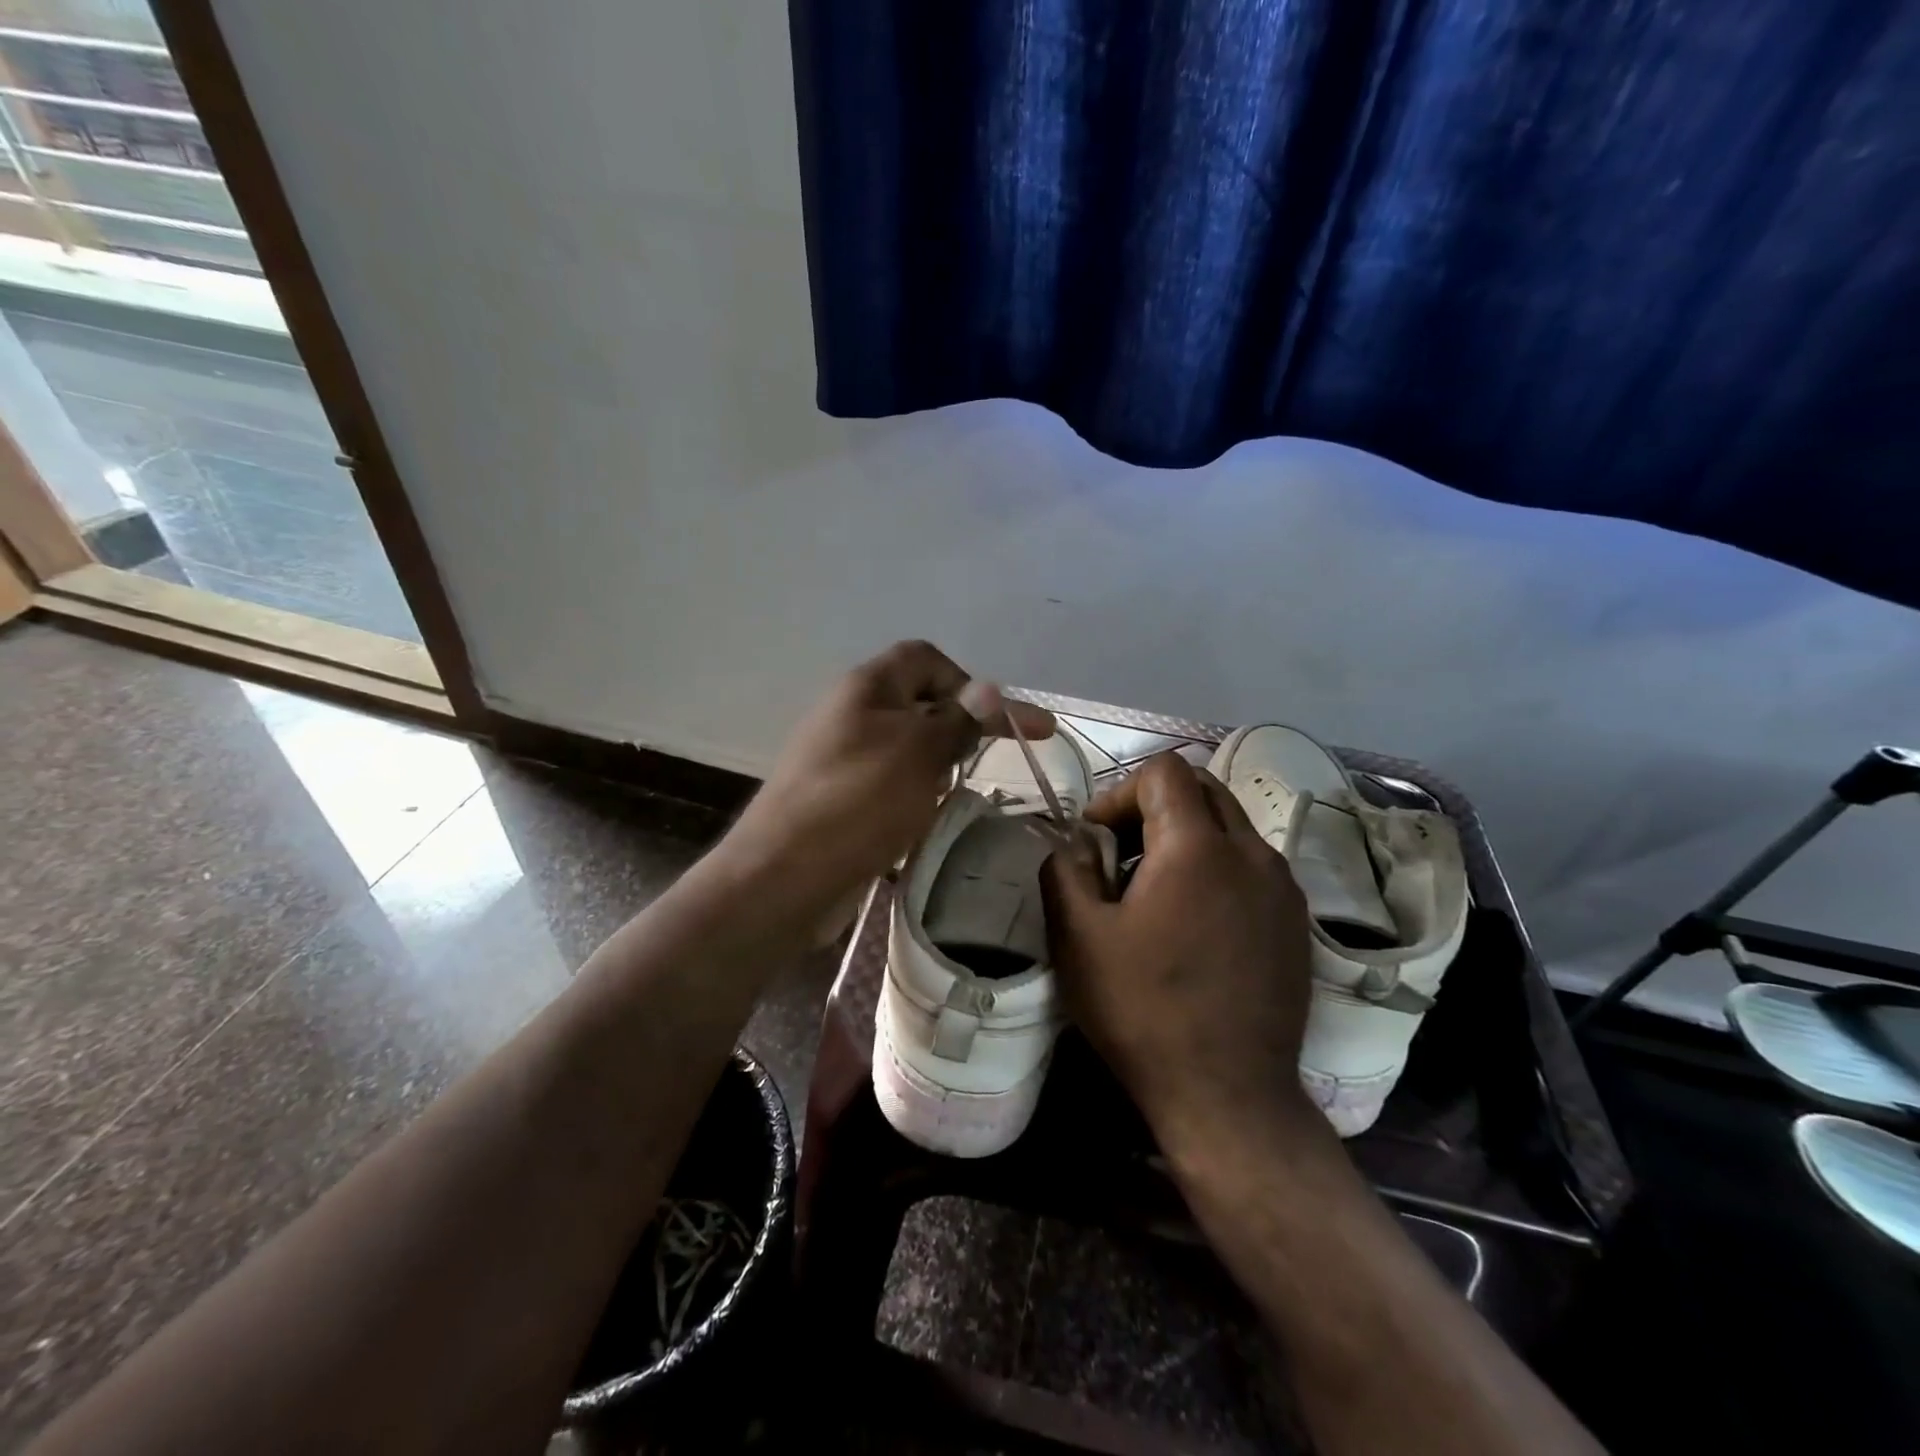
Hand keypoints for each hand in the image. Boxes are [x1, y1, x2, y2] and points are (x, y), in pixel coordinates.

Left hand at [713, 640, 1055, 940]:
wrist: (783, 876)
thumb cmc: (859, 802)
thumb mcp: (919, 753)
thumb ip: (958, 720)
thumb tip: (989, 690)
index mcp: (867, 688)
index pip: (926, 658)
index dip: (968, 682)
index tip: (1000, 722)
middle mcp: (851, 714)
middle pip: (918, 702)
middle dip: (957, 727)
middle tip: (986, 761)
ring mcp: (841, 758)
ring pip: (905, 747)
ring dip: (937, 766)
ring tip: (954, 796)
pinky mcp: (838, 798)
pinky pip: (888, 784)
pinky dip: (913, 796)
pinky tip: (923, 822)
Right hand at [1040, 752, 1319, 1146]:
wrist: (1229, 1095)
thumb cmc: (1144, 1011)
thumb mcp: (1078, 939)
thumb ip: (1064, 870)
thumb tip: (1072, 842)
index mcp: (1198, 847)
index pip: (1165, 772)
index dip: (1120, 792)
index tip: (1095, 838)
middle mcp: (1252, 852)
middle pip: (1203, 789)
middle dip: (1154, 806)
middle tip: (1120, 854)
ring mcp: (1283, 887)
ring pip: (1230, 826)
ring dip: (1186, 836)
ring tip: (1154, 890)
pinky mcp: (1295, 921)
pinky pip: (1251, 864)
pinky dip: (1216, 866)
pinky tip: (1193, 921)